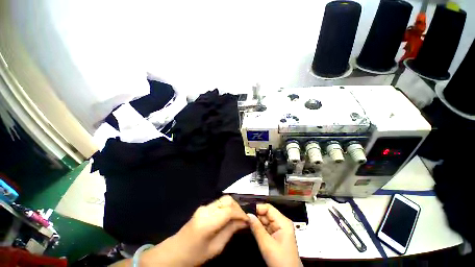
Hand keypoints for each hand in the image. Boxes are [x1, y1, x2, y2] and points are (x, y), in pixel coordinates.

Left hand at [138, 195, 248, 265]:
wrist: (175, 252)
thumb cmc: (195, 255)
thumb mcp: (216, 248)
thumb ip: (230, 231)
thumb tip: (244, 222)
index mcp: (208, 222)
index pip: (229, 210)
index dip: (241, 213)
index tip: (248, 220)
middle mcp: (206, 210)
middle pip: (227, 200)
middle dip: (238, 207)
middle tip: (243, 219)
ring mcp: (204, 207)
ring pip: (224, 199)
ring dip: (233, 206)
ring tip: (237, 217)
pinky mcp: (203, 207)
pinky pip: (219, 203)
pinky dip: (227, 207)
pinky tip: (229, 216)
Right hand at [248, 204, 301, 266]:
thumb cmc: (281, 261)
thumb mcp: (267, 244)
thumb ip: (257, 228)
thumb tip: (248, 215)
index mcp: (283, 222)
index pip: (268, 208)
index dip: (258, 208)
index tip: (247, 212)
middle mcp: (282, 223)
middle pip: (266, 213)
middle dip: (256, 216)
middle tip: (245, 218)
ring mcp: (279, 229)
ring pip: (265, 220)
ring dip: (257, 222)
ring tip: (247, 223)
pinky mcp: (276, 235)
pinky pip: (266, 227)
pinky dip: (259, 228)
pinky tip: (253, 229)